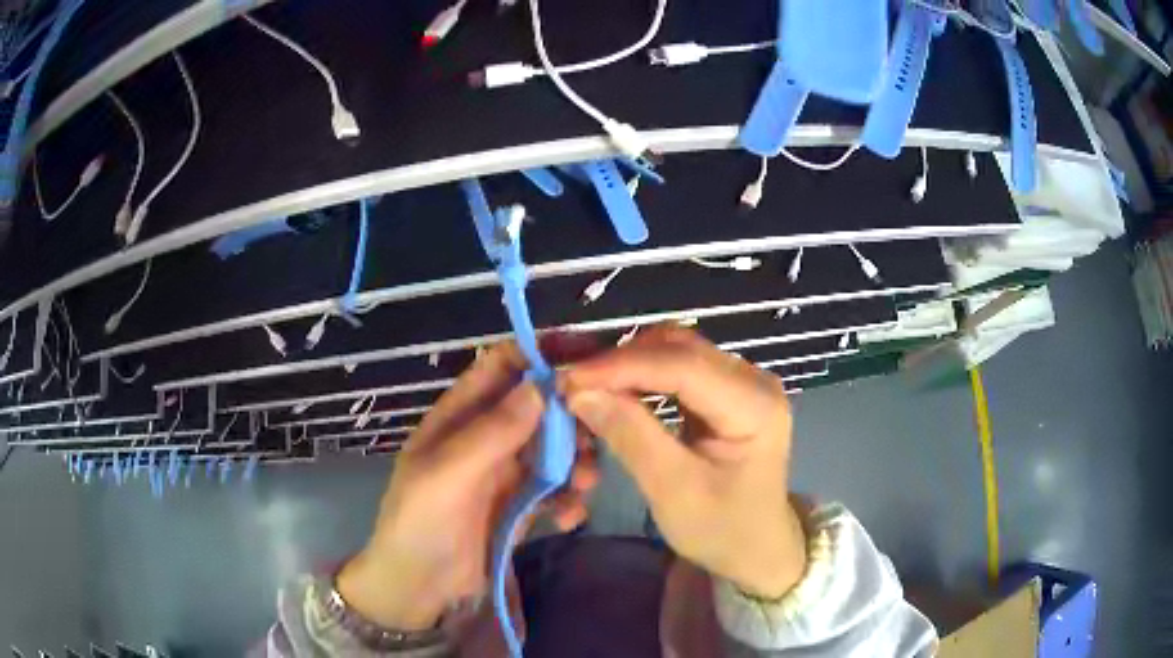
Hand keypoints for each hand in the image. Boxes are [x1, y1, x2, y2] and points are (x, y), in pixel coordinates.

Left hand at [338, 341, 598, 630]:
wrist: (419, 589)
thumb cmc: (420, 524)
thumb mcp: (447, 475)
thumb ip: (492, 432)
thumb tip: (541, 385)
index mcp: (459, 416)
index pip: (502, 365)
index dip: (540, 353)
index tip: (587, 357)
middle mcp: (487, 436)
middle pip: (539, 405)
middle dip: (571, 415)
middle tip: (599, 433)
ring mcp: (506, 472)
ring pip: (555, 447)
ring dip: (577, 460)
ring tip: (585, 484)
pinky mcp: (522, 505)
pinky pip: (556, 489)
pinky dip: (569, 499)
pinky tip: (568, 518)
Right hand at [559, 325, 805, 597]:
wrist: (756, 548)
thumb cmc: (721, 529)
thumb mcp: (673, 491)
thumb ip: (631, 436)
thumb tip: (579, 390)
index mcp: (756, 406)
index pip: (683, 366)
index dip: (621, 365)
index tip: (567, 378)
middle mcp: (754, 380)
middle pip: (679, 349)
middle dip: (621, 362)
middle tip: (571, 385)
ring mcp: (742, 381)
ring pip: (674, 351)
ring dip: (628, 366)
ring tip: (586, 388)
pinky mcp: (727, 390)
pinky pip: (677, 368)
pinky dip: (640, 376)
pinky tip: (614, 392)